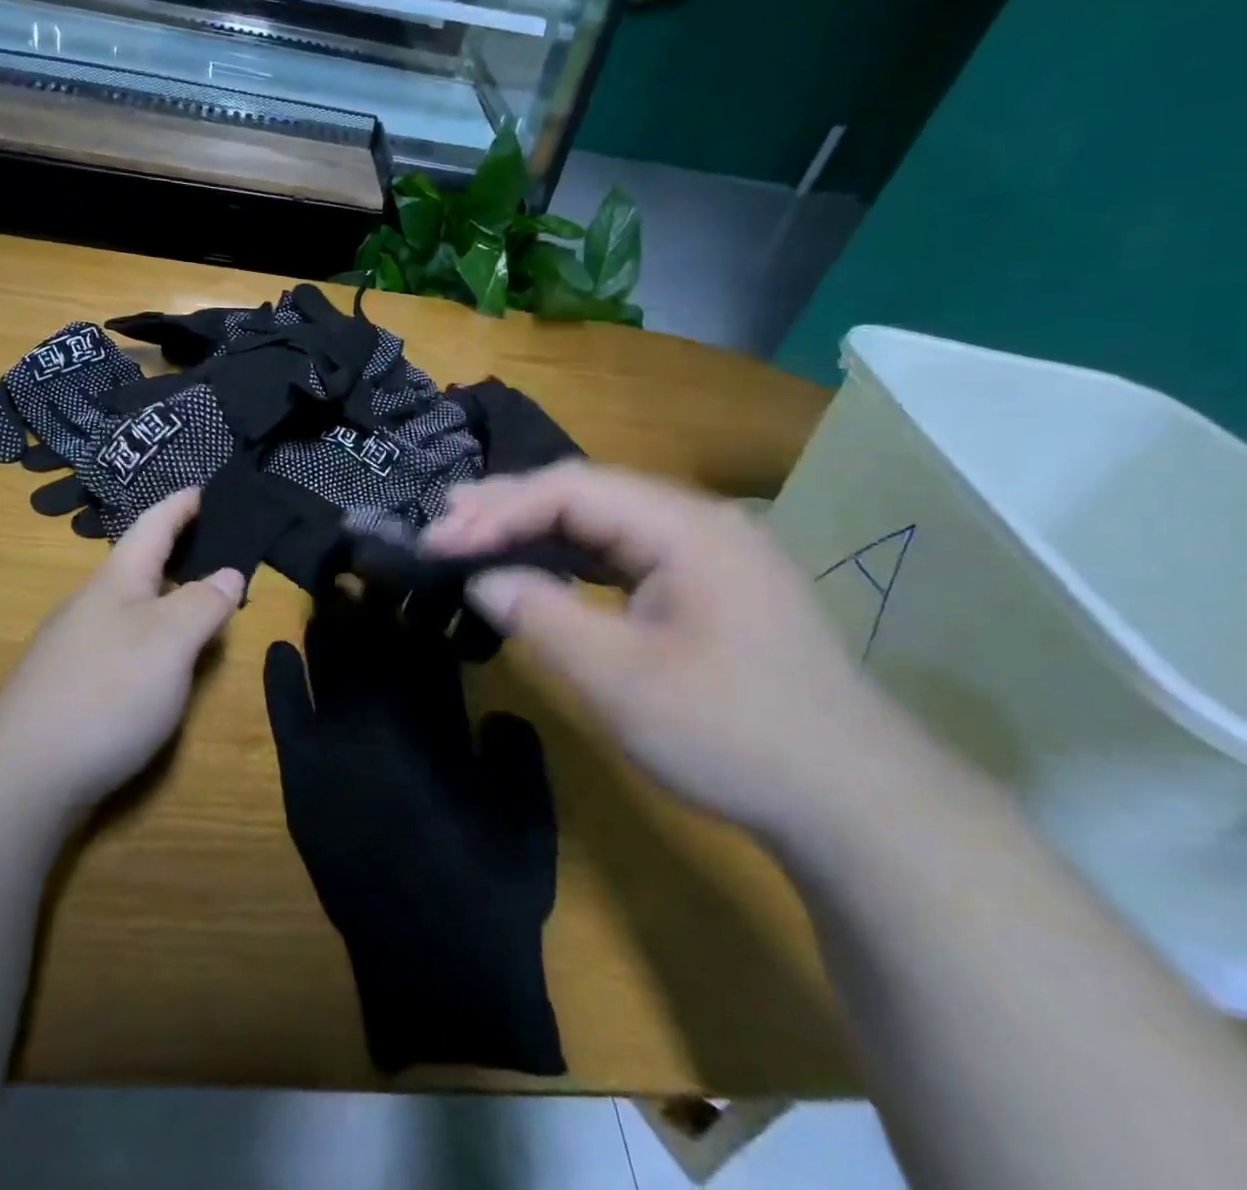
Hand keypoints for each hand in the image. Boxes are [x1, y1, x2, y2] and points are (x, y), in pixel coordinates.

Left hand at [0, 489, 244, 810]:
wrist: (21, 777)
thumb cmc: (106, 693)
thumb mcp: (170, 641)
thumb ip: (203, 603)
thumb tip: (229, 572)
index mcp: (116, 580)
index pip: (154, 525)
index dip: (182, 505)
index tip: (206, 487)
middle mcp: (91, 603)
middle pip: (139, 562)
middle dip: (178, 549)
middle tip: (220, 547)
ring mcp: (75, 645)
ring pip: (130, 604)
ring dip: (166, 594)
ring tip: (201, 601)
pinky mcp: (70, 684)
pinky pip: (122, 639)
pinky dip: (152, 633)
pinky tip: (162, 660)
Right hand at [422, 461, 904, 837]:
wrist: (854, 801)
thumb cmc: (732, 733)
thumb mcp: (620, 679)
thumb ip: (542, 616)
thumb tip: (482, 578)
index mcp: (685, 527)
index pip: (571, 491)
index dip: (497, 510)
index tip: (439, 540)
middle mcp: (697, 521)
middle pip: (587, 494)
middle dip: (510, 508)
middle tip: (443, 524)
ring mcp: (707, 552)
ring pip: (603, 521)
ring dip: (536, 527)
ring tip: (473, 533)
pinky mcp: (706, 585)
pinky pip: (623, 551)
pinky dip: (570, 556)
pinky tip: (538, 565)